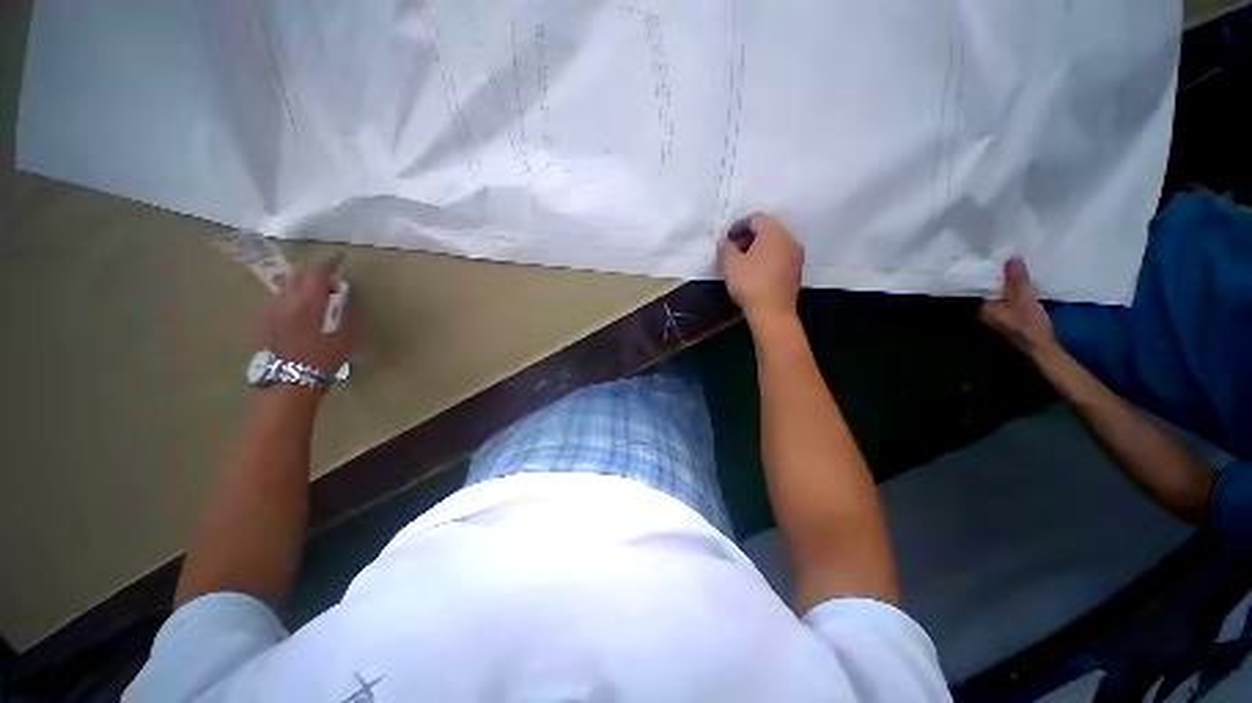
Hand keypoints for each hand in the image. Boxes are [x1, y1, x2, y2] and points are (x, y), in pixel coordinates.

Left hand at [267, 259, 356, 373]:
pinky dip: (293, 292)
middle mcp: (287, 299)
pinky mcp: (268, 318)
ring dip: (302, 281)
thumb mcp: (347, 332)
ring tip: (316, 289)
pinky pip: (281, 295)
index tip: (340, 259)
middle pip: (298, 273)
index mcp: (309, 301)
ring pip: (286, 283)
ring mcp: (274, 308)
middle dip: (314, 270)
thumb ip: (346, 308)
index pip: (318, 271)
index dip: (330, 263)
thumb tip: (344, 292)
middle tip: (329, 275)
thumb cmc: (326, 355)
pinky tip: (302, 304)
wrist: (293, 377)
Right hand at [719, 213, 804, 325]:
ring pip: (775, 244)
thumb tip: (727, 242)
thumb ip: (726, 247)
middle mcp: (789, 240)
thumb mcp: (730, 264)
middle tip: (733, 251)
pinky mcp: (796, 271)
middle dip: (749, 237)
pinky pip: (780, 257)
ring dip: (758, 249)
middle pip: (767, 230)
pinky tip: (756, 273)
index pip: (756, 218)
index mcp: (774, 233)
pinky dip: (767, 259)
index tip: (727, 240)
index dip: (738, 226)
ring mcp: (796, 256)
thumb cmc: (750, 284)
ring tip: (743, 263)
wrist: (773, 312)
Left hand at [978, 257, 1056, 355]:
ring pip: (1001, 292)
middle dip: (999, 274)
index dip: (989, 270)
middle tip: (1006, 255)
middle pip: (991, 288)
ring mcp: (996, 313)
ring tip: (1014, 263)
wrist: (1042, 347)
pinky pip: (1008, 298)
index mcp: (983, 307)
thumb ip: (1016, 279)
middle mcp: (985, 310)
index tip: (995, 256)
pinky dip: (1014, 289)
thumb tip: (1010, 258)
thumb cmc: (1030, 324)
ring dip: (1008, 281)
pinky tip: (1021, 279)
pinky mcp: (1008, 315)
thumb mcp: (1024, 298)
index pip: (982, 284)